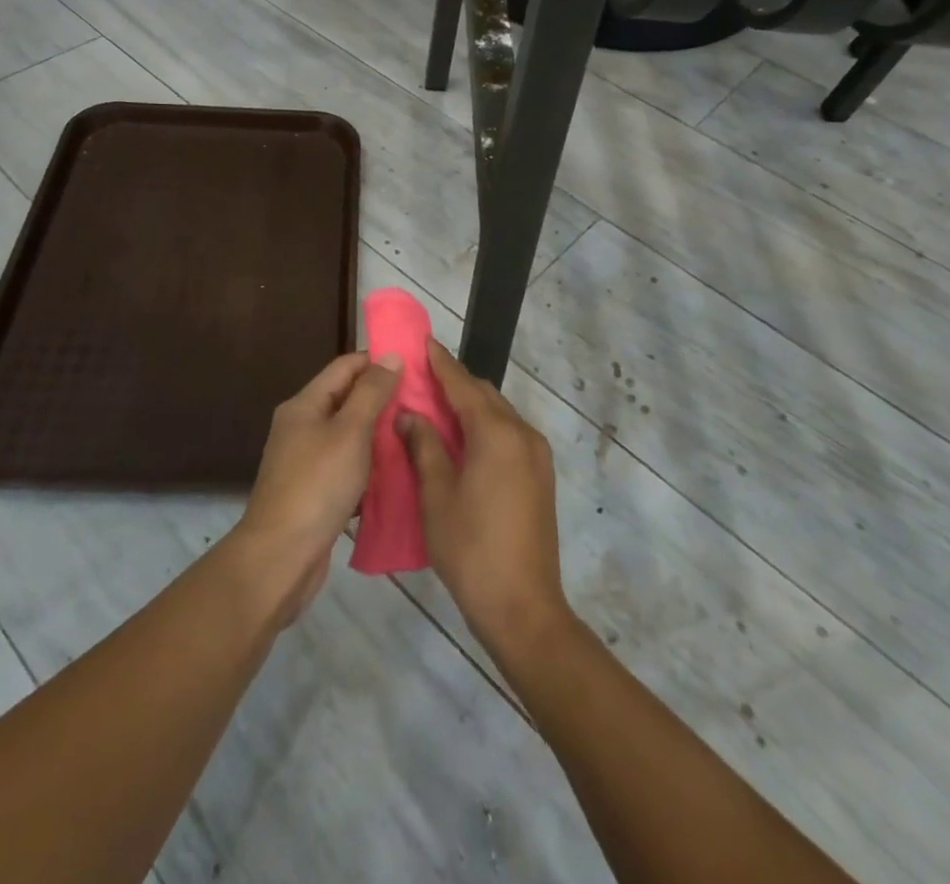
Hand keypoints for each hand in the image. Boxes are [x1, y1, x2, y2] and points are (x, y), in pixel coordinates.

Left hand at [232, 352, 400, 624]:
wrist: (280, 558)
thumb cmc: (316, 486)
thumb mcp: (349, 433)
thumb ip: (372, 393)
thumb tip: (392, 356)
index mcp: (305, 404)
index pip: (346, 366)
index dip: (378, 361)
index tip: (416, 367)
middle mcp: (303, 426)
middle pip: (348, 399)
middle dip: (384, 398)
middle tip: (426, 403)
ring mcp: (307, 460)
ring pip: (351, 435)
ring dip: (381, 434)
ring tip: (419, 434)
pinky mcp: (315, 491)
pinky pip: (349, 466)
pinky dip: (371, 466)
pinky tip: (400, 472)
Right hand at [399, 342, 574, 662]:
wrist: (523, 607)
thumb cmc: (471, 548)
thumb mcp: (437, 495)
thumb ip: (423, 446)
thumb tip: (409, 414)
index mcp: (497, 433)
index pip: (463, 385)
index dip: (440, 363)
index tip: (422, 342)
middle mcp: (522, 434)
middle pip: (484, 396)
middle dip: (454, 384)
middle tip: (420, 379)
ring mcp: (536, 456)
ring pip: (498, 415)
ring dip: (470, 407)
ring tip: (435, 408)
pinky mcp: (540, 477)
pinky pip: (508, 436)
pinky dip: (484, 428)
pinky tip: (461, 441)